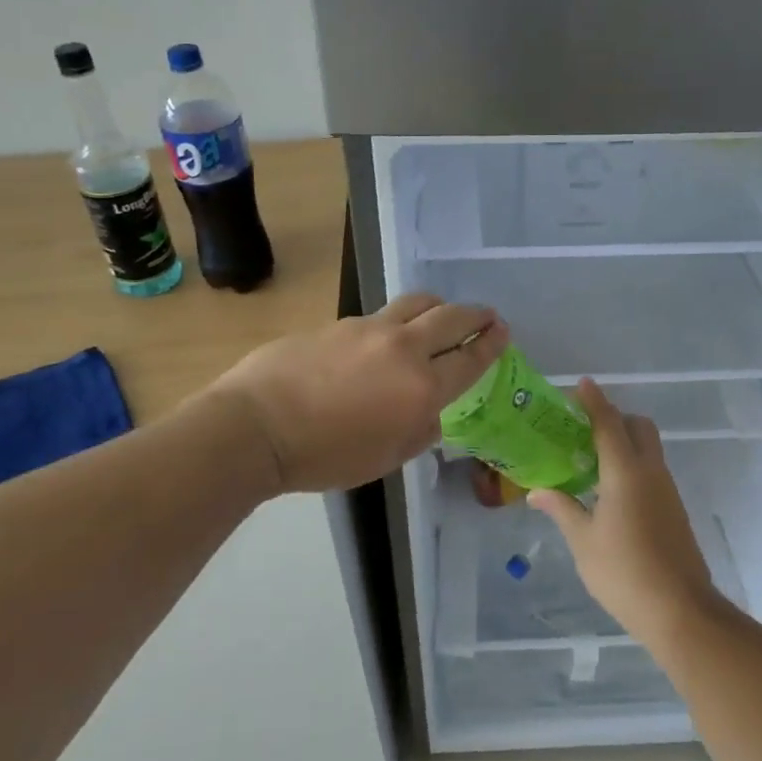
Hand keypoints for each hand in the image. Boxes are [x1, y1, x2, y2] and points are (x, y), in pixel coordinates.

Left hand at [207, 292, 507, 494]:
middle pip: (451, 318)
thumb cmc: (325, 456)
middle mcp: (403, 349)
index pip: (470, 358)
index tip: (502, 332)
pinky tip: (386, 339)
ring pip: (417, 303)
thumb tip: (430, 412)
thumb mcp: (386, 457)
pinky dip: (398, 321)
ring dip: (438, 307)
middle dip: (475, 315)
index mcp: (422, 388)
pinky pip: (381, 315)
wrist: (259, 426)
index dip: (491, 344)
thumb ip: (419, 430)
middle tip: (487, 317)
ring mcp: (369, 329)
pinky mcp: (340, 323)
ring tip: (441, 316)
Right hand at [529, 379, 717, 645]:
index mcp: (625, 472)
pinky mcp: (674, 509)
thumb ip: (561, 508)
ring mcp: (667, 491)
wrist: (681, 611)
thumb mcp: (583, 541)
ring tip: (589, 459)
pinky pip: (652, 470)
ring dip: (624, 442)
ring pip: (648, 448)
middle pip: (638, 427)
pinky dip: (632, 464)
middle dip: (614, 418)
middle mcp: (651, 472)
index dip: (595, 401)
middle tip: (583, 430)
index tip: (581, 384)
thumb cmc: (625, 573)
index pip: (609, 423)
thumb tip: (536, 491)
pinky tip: (610, 490)